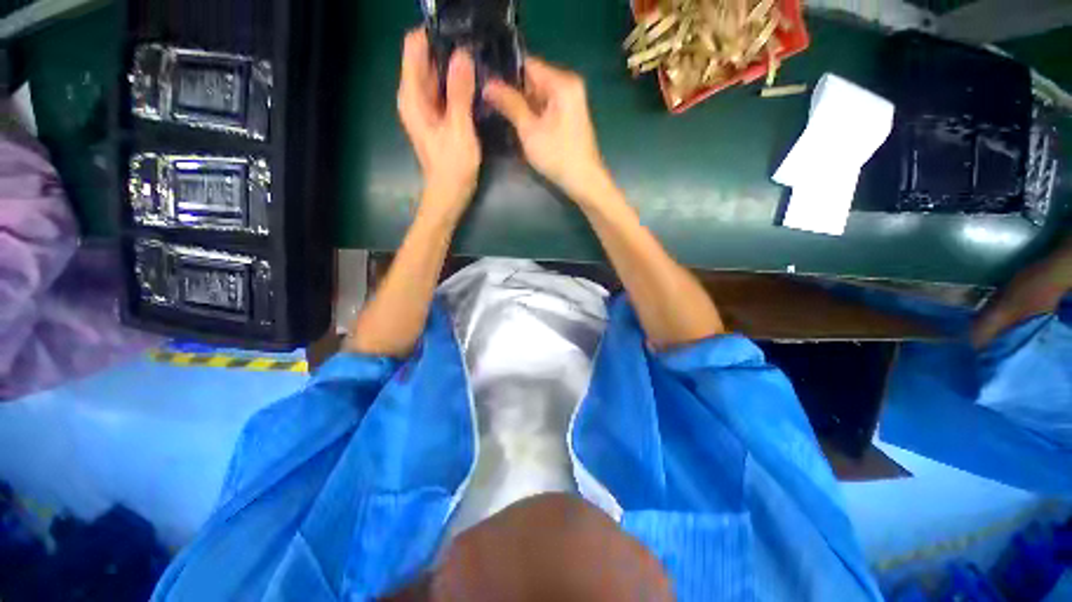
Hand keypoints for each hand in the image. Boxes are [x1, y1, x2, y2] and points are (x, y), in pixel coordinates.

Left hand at [398, 28, 480, 219]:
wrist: (449, 195)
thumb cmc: (453, 168)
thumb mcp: (459, 130)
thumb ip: (459, 93)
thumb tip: (462, 55)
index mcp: (412, 96)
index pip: (414, 47)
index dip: (434, 34)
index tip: (460, 31)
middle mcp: (414, 96)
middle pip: (426, 58)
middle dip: (448, 49)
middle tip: (476, 45)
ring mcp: (426, 107)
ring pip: (437, 74)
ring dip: (455, 66)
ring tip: (479, 60)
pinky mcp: (437, 117)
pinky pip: (444, 91)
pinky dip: (457, 84)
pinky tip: (475, 83)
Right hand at [483, 58, 609, 204]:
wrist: (584, 181)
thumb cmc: (558, 156)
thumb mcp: (530, 130)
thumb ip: (510, 104)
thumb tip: (488, 84)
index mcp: (562, 82)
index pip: (528, 64)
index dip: (505, 72)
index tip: (484, 81)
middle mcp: (568, 85)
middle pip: (533, 79)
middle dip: (512, 90)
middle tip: (488, 99)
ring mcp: (571, 101)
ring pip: (539, 95)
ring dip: (521, 104)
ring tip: (498, 110)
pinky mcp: (569, 116)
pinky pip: (546, 106)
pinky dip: (533, 113)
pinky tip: (518, 122)